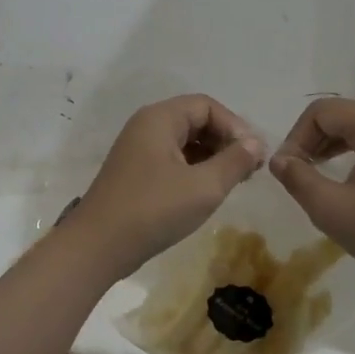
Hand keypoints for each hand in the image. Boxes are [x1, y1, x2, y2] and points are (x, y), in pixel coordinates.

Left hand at [68, 95, 264, 271]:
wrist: (97, 247)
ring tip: (234, 181)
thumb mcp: (204, 187)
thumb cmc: (154, 210)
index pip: (207, 106)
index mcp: (160, 118)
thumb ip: (234, 161)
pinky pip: (172, 158)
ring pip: (185, 141)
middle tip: (249, 169)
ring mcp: (138, 149)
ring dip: (212, 156)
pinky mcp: (136, 171)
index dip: (235, 126)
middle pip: (196, 120)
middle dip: (225, 141)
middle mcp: (147, 126)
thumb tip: (256, 143)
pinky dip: (195, 168)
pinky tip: (208, 191)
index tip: (254, 155)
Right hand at [268, 98, 354, 279]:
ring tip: (314, 177)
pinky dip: (351, 156)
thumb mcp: (330, 207)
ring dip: (329, 148)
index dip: (295, 138)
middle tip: (296, 174)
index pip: (320, 112)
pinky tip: (344, 184)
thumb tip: (279, 160)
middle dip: (311, 141)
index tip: (286, 171)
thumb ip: (298, 178)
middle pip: (339, 116)